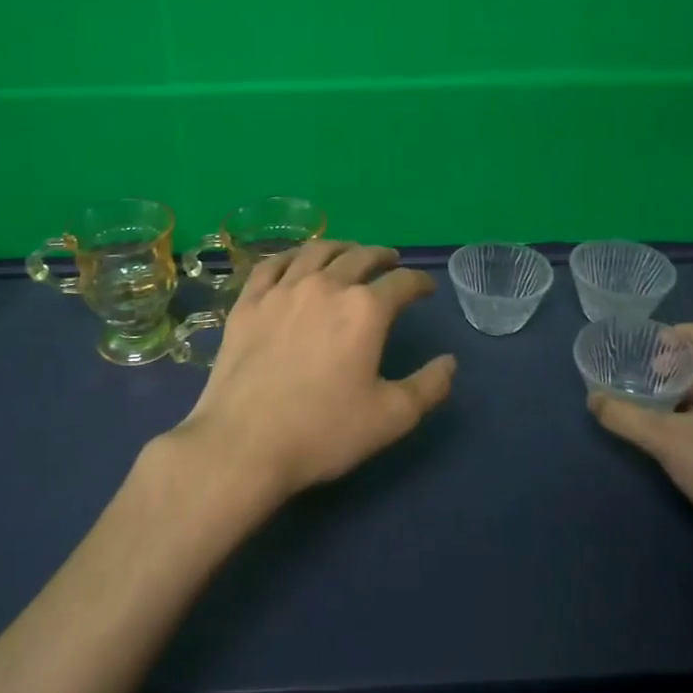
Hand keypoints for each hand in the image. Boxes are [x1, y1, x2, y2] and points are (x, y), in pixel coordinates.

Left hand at [169, 241, 457, 504]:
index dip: (420, 283)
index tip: (426, 289)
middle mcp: (326, 286)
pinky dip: (292, 256)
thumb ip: (428, 387)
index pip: (402, 282)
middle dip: (382, 256)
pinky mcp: (249, 302)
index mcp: (365, 310)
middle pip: (360, 256)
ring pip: (317, 251)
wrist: (243, 444)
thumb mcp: (391, 418)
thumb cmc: (323, 432)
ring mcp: (282, 290)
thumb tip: (449, 362)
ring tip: (349, 253)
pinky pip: (273, 264)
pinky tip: (296, 262)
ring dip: (341, 247)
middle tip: (391, 262)